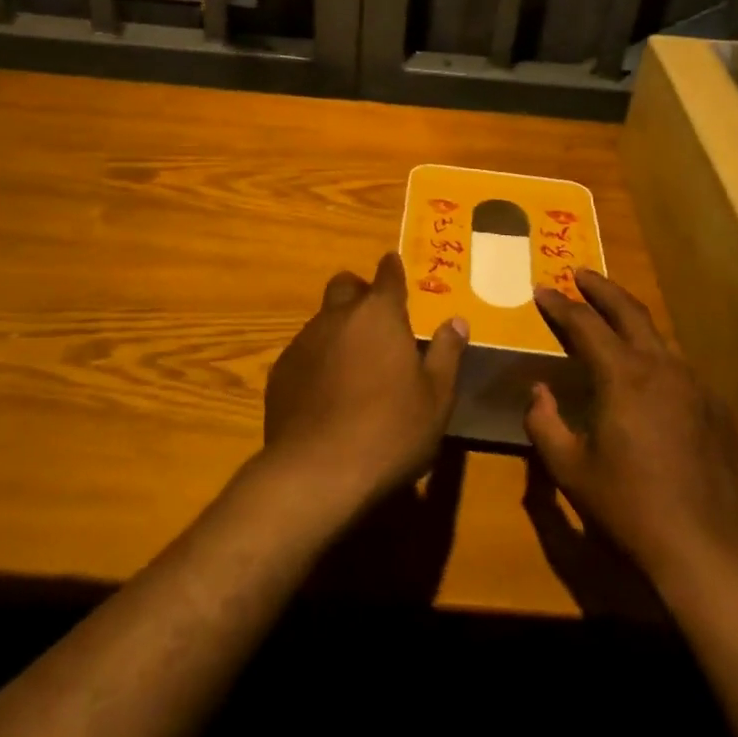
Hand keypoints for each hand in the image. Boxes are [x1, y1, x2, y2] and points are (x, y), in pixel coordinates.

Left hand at [262, 254, 467, 509]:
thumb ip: (446, 353)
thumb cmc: (390, 431)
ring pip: (322, 320)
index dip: (392, 269)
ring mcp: (303, 342)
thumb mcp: (436, 398)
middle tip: (375, 318)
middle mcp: (338, 317)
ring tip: (353, 364)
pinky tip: (326, 393)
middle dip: (360, 292)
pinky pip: (303, 352)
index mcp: (380, 315)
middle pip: (345, 286)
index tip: (394, 264)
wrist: (317, 472)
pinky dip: (317, 360)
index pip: (387, 275)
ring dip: (338, 329)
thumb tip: (457, 321)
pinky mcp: (280, 371)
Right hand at [524, 269, 737, 586]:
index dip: (560, 305)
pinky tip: (649, 376)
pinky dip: (656, 357)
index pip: (585, 324)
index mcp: (623, 376)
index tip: (543, 290)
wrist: (705, 549)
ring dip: (631, 320)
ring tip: (612, 317)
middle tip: (580, 274)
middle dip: (601, 289)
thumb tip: (538, 391)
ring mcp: (695, 385)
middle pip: (629, 311)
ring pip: (659, 336)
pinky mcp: (716, 408)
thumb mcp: (569, 469)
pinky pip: (680, 368)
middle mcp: (662, 367)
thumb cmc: (628, 507)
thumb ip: (544, 423)